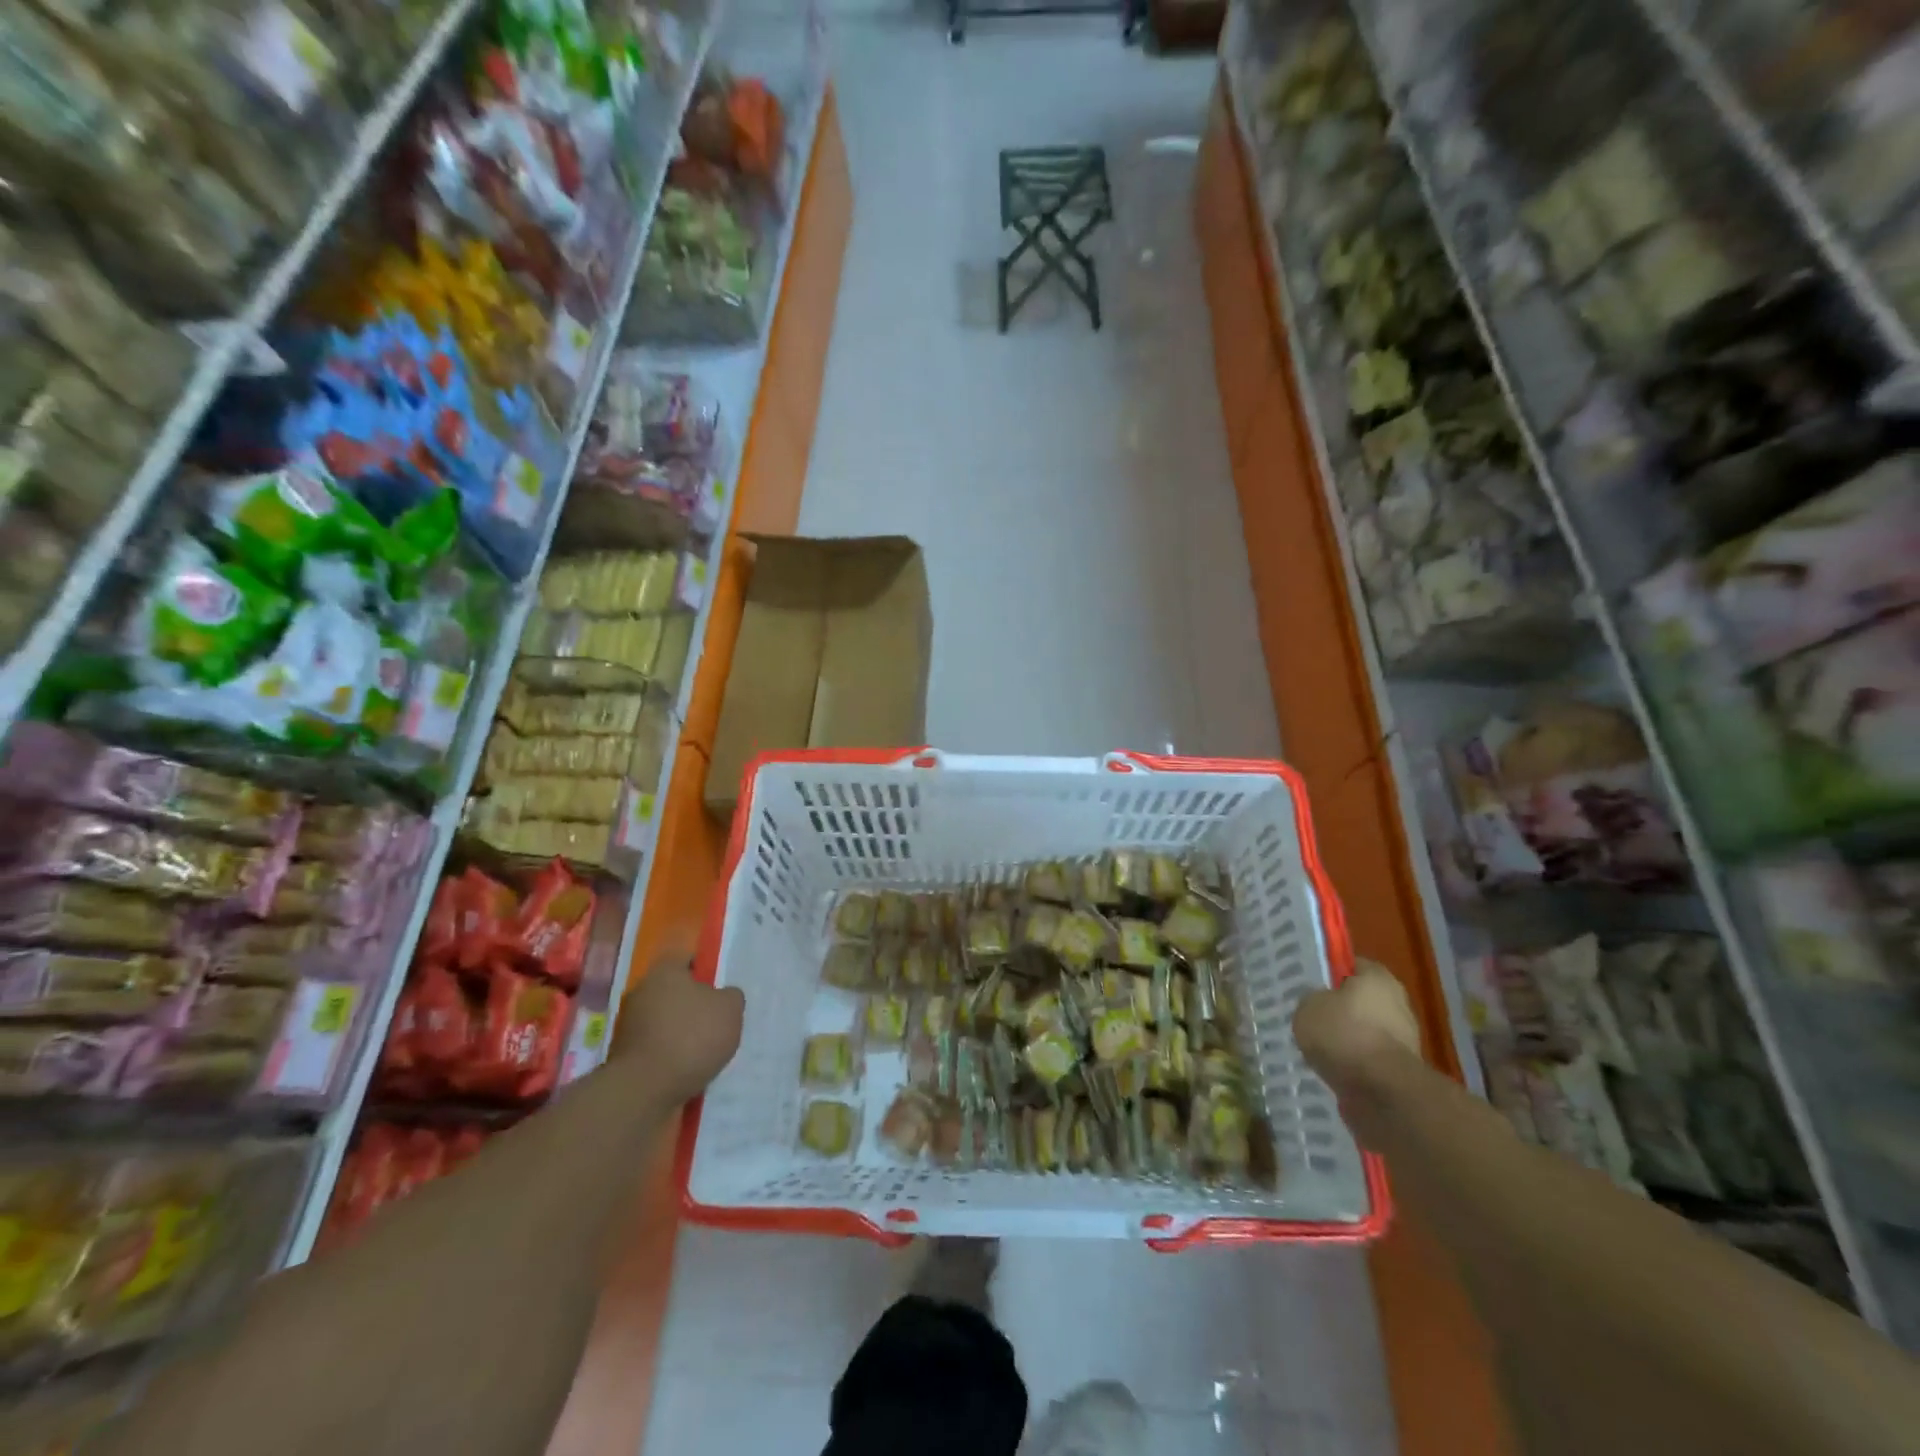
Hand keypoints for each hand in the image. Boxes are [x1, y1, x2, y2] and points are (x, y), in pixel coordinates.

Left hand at [611, 955, 743, 1102]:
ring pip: (665, 1019)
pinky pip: (656, 1045)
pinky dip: (670, 1053)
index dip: (708, 971)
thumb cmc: (691, 1038)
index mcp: (665, 972)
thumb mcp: (730, 1009)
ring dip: (682, 1031)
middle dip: (695, 1004)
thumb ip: (731, 996)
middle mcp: (642, 991)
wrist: (644, 1090)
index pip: (688, 959)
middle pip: (676, 991)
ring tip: (705, 1050)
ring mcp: (629, 1024)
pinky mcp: (624, 1054)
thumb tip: (723, 997)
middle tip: (718, 1021)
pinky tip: (687, 1067)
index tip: (723, 990)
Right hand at [1293, 957, 1422, 1098]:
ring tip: (1319, 1049)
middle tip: (1311, 1017)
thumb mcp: (1308, 1006)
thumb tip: (1319, 1004)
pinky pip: (1369, 1059)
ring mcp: (1403, 1039)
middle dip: (1339, 1010)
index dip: (1330, 972)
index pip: (1352, 965)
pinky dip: (1354, 1064)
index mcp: (1378, 978)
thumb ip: (1311, 999)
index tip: (1311, 984)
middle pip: (1361, 1000)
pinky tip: (1333, 1069)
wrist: (1382, 1092)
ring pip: (1364, 1032)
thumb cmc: (1344, 1034)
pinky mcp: (1401, 1070)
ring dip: (1346, 1040)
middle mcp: (1397, 1003)